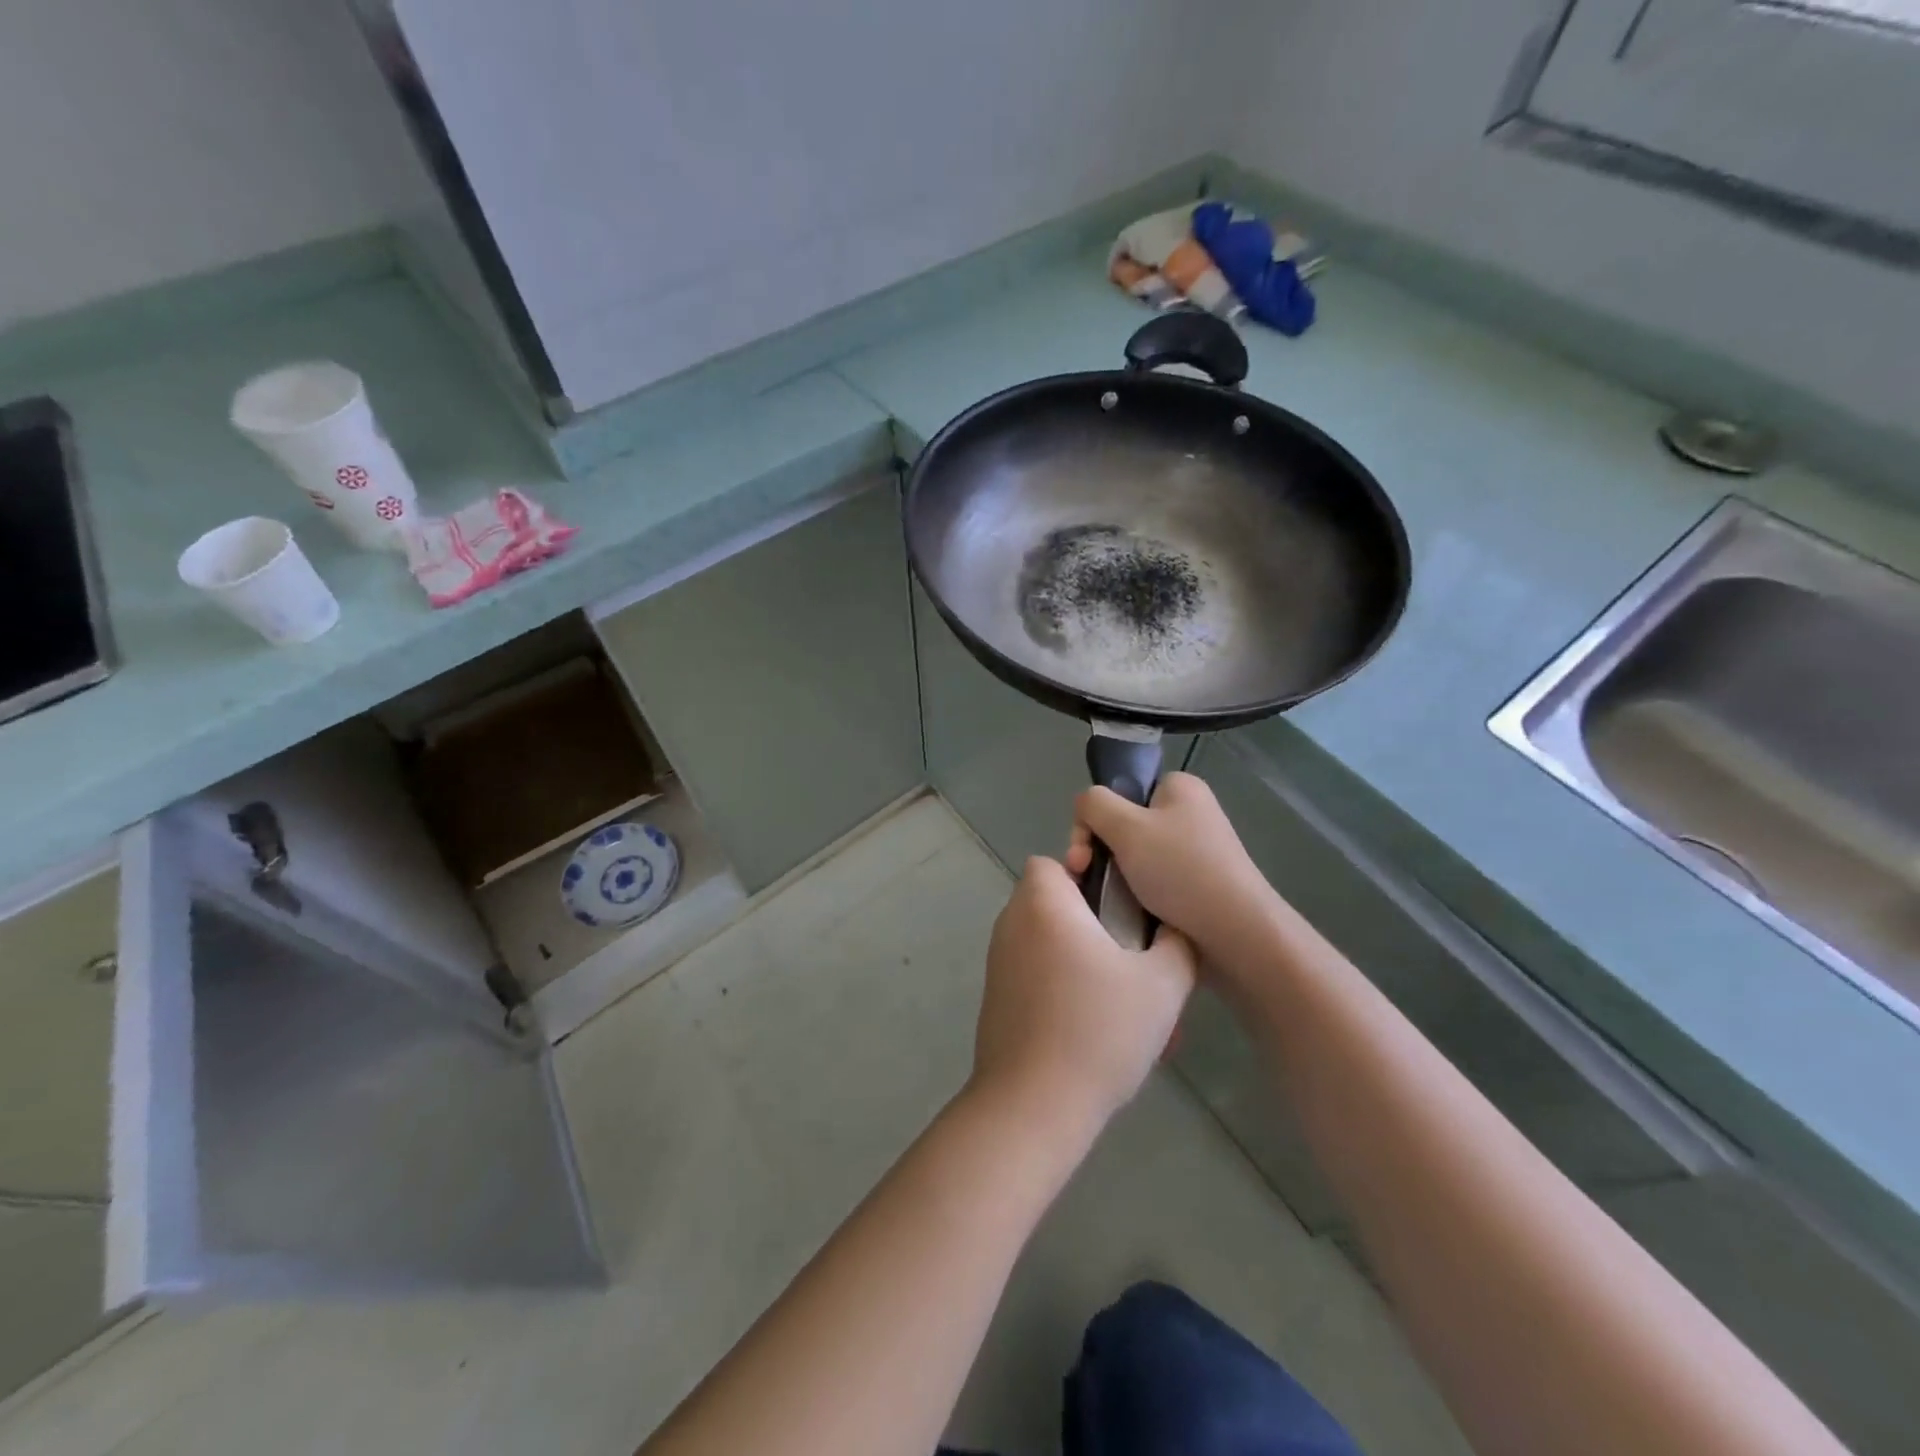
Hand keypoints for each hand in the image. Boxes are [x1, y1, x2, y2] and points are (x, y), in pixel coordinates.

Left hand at [971, 857, 1195, 1136]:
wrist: (1033, 1104)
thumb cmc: (1099, 1030)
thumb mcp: (1162, 985)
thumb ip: (1177, 945)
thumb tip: (1173, 929)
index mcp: (1043, 904)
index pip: (1052, 862)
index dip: (1085, 874)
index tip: (1118, 907)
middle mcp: (1012, 924)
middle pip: (1053, 903)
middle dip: (1093, 923)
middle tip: (1133, 960)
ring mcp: (999, 963)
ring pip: (1048, 943)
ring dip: (1083, 960)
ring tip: (1124, 1003)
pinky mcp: (997, 998)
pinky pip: (1036, 975)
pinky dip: (1063, 987)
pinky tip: (1096, 1030)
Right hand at [1066, 772, 1273, 965]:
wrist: (1236, 933)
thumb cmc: (1180, 870)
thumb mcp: (1126, 826)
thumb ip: (1094, 804)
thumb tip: (1085, 807)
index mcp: (1179, 788)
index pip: (1120, 791)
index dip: (1095, 819)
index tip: (1084, 853)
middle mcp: (1189, 813)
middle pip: (1122, 825)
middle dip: (1097, 852)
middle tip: (1083, 878)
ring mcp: (1194, 851)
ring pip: (1133, 858)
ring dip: (1111, 877)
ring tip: (1099, 901)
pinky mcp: (1196, 885)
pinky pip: (1151, 882)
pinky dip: (1134, 896)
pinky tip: (1124, 913)